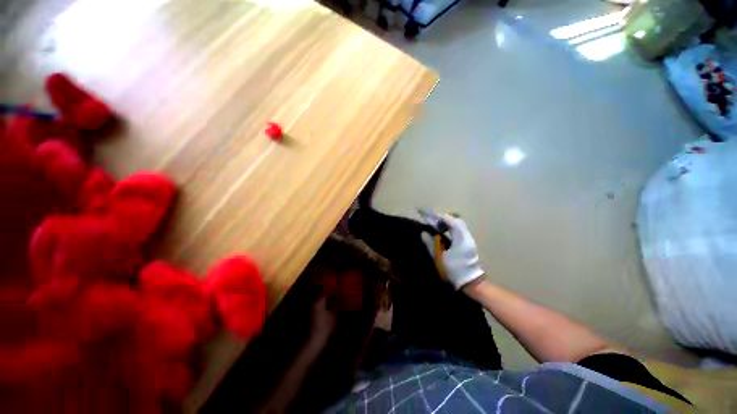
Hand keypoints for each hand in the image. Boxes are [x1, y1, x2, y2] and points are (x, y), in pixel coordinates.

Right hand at [422, 215, 484, 289]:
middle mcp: (466, 235)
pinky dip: (451, 228)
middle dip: (443, 219)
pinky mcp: (468, 243)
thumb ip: (430, 243)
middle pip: (456, 220)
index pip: (450, 220)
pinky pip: (459, 230)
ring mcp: (469, 239)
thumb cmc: (454, 270)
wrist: (471, 282)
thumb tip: (423, 233)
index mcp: (460, 237)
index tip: (429, 216)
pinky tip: (444, 234)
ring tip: (437, 227)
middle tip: (433, 222)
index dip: (439, 217)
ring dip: (447, 223)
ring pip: (458, 225)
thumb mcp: (439, 257)